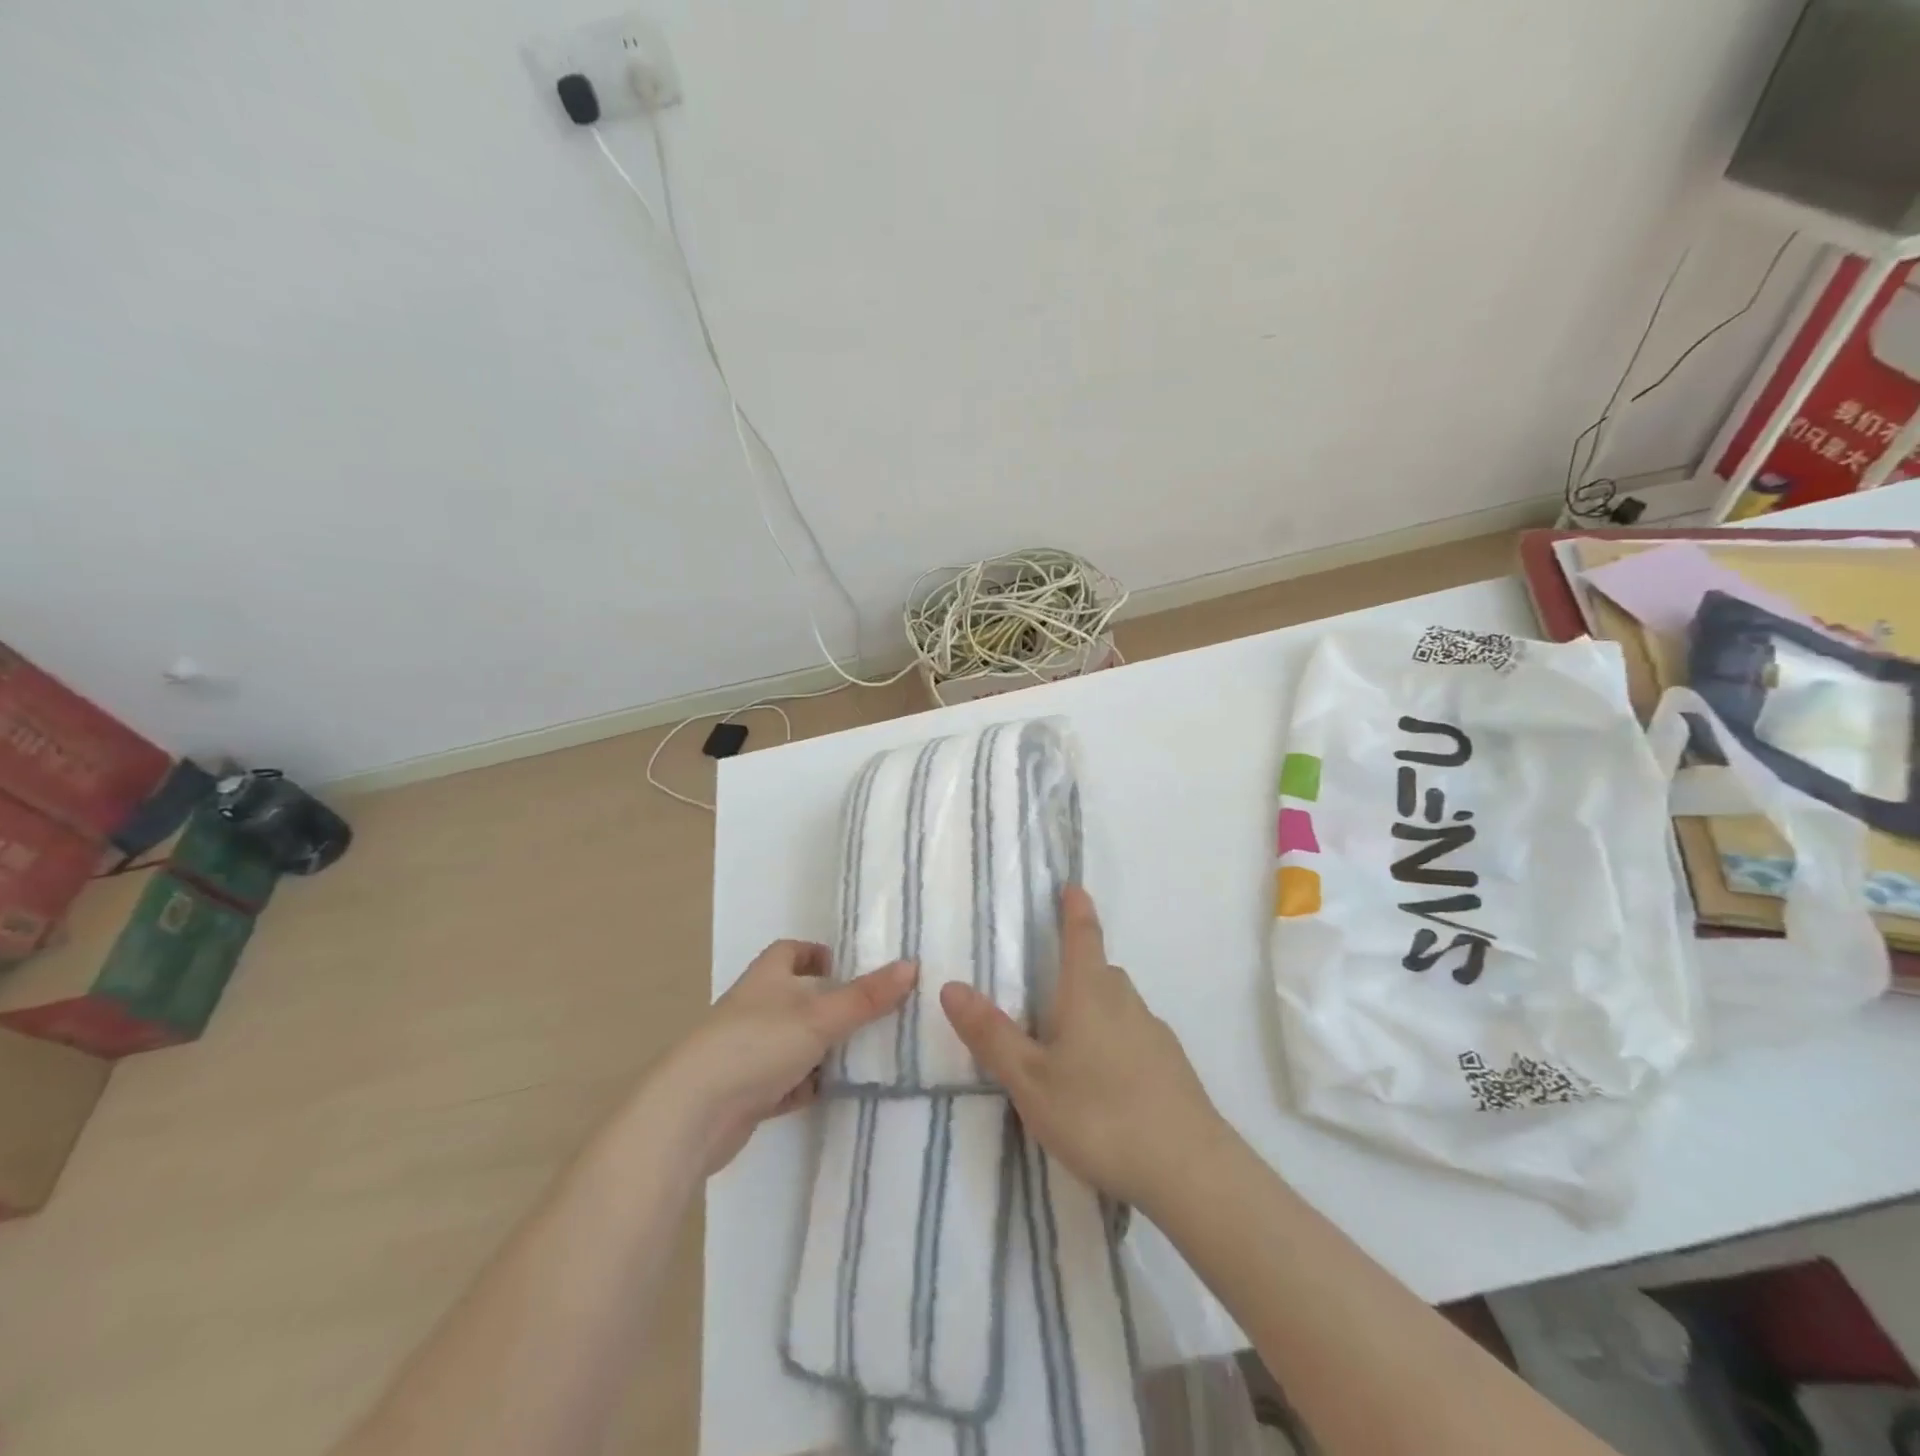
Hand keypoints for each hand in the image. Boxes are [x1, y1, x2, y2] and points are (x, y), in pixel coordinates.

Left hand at [658, 941, 914, 1173]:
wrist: (694, 1114)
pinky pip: (787, 1081)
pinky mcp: (747, 1092)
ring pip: (796, 1041)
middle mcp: (756, 1008)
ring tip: (868, 1052)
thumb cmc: (756, 1045)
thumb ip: (866, 996)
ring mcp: (749, 1051)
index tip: (848, 966)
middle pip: (798, 997)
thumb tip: (912, 966)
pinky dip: (808, 1084)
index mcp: (767, 977)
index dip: (817, 953)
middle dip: (832, 1004)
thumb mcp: (820, 1016)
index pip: (791, 951)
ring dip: (824, 1048)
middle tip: (875, 1012)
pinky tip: (834, 1091)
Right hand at [939, 885, 1226, 1211]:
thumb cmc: (1100, 1114)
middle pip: (1101, 971)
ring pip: (1120, 1005)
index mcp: (1089, 994)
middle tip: (1049, 983)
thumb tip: (951, 985)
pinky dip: (1116, 1041)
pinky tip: (1104, 1082)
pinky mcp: (1172, 1068)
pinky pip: (1136, 1036)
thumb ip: (991, 1034)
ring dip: (1096, 1008)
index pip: (1082, 936)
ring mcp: (1155, 1035)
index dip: (1075, 909)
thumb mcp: (1031, 1080)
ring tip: (1069, 1042)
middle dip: (1079, 967)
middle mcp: (1126, 1003)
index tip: (1072, 886)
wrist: (1190, 1170)